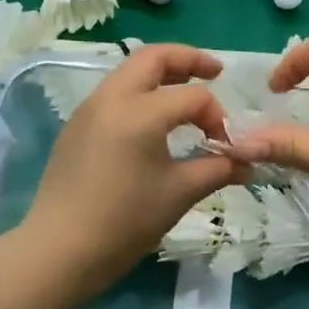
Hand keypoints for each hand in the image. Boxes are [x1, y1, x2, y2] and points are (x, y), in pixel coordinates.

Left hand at [20, 44, 242, 298]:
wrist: (60, 251)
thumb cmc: (125, 221)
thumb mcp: (180, 193)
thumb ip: (218, 169)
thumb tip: (247, 163)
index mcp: (140, 112)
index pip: (193, 96)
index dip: (218, 116)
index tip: (227, 145)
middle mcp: (111, 98)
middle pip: (152, 58)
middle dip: (188, 60)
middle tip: (215, 72)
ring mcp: (88, 111)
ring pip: (129, 73)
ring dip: (161, 75)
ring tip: (185, 93)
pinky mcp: (76, 128)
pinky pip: (113, 95)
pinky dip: (139, 94)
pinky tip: (153, 124)